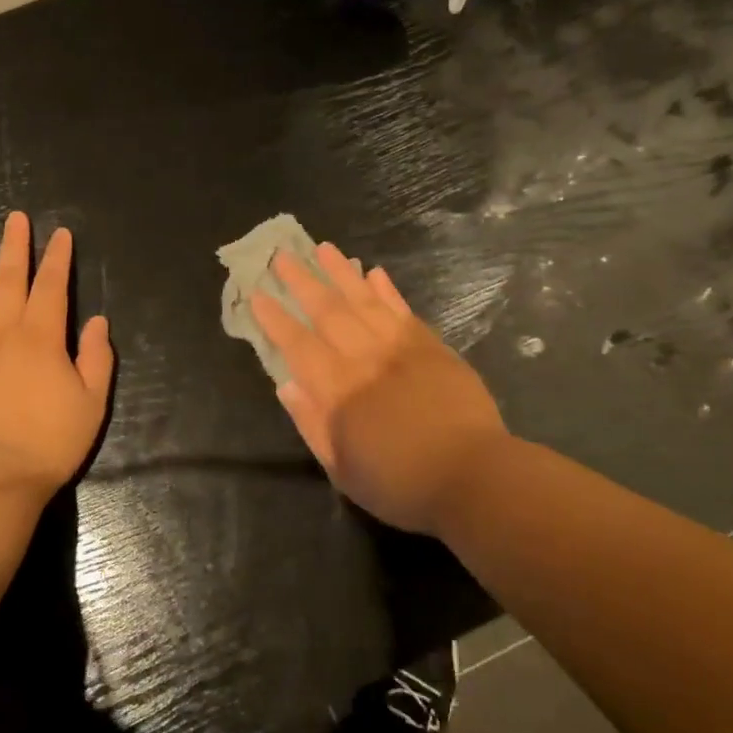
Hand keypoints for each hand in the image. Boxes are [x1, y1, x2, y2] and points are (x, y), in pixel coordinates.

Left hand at [0, 211, 113, 491]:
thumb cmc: (48, 441)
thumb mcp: (91, 403)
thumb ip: (97, 359)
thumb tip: (98, 322)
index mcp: (42, 337)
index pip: (52, 286)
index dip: (58, 258)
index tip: (60, 234)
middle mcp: (4, 330)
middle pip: (10, 278)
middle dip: (16, 246)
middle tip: (16, 218)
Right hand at [250, 242, 508, 536]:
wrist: (474, 478)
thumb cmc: (401, 484)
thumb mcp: (343, 470)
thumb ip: (312, 425)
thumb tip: (286, 386)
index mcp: (338, 390)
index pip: (298, 345)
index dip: (276, 318)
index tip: (258, 293)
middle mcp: (364, 359)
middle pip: (327, 311)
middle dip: (301, 281)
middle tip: (282, 255)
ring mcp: (400, 348)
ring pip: (364, 300)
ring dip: (341, 273)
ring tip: (323, 248)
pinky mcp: (431, 347)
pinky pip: (402, 310)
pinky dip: (387, 290)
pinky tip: (374, 273)